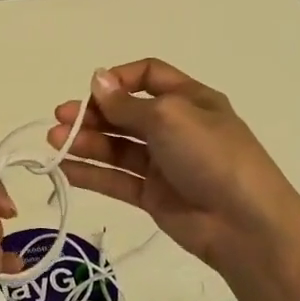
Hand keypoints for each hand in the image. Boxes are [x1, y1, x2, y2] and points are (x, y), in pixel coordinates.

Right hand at [48, 59, 299, 271]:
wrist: (244, 224)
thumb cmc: (212, 156)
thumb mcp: (169, 117)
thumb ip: (127, 103)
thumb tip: (97, 79)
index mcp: (189, 99)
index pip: (149, 76)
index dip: (119, 79)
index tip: (92, 90)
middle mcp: (175, 127)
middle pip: (126, 113)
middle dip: (93, 113)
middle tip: (61, 118)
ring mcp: (164, 163)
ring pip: (117, 147)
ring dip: (85, 141)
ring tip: (55, 142)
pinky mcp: (153, 196)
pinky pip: (117, 179)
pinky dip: (91, 172)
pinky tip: (65, 167)